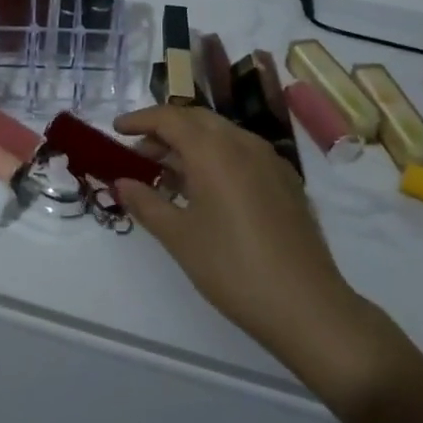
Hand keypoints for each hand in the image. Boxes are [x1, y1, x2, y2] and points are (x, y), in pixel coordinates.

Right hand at [114, 106, 376, 375]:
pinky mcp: (286, 180)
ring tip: (168, 174)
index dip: (140, 120)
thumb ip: (146, 203)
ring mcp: (270, 160)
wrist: (306, 305)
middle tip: (140, 154)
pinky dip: (216, 157)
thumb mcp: (179, 237)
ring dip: (191, 144)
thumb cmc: (232, 268)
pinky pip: (242, 153)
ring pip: (222, 134)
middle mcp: (243, 143)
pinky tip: (207, 190)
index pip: (169, 118)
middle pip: (196, 119)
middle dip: (165, 130)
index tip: (117, 130)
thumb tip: (121, 182)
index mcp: (214, 150)